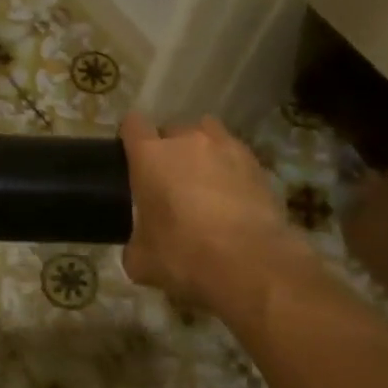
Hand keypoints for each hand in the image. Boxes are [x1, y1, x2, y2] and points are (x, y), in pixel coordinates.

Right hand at [119, 113, 312, 316]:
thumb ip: (135, 243)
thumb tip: (139, 246)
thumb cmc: (184, 255)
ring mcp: (225, 147)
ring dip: (202, 151)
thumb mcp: (141, 261)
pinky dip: (231, 169)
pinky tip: (234, 196)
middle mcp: (186, 140)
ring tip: (205, 180)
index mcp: (149, 155)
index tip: (131, 157)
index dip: (130, 138)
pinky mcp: (256, 163)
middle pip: (172, 130)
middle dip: (169, 150)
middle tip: (170, 181)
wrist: (251, 263)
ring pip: (208, 134)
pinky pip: (235, 156)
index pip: (132, 124)